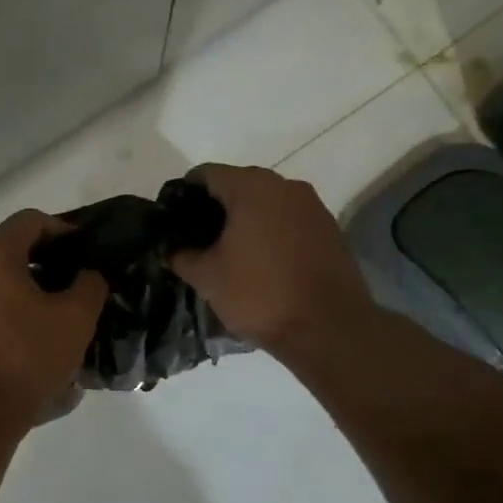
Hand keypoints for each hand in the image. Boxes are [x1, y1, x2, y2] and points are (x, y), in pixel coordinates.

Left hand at [0, 209, 107, 433]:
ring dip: (18, 296)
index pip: (31, 220)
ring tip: (46, 325)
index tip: (84, 253)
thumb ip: (90, 286)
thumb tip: (87, 275)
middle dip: (41, 266)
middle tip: (69, 291)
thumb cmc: (25, 359)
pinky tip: (17, 352)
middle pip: (7, 252)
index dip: (63, 230)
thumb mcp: (76, 320)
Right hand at [168, 164, 375, 353]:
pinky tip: (262, 262)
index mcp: (251, 187)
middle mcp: (285, 186)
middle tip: (198, 239)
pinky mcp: (330, 229)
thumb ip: (181, 256)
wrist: (329, 328)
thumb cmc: (260, 294)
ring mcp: (313, 206)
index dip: (184, 195)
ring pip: (267, 203)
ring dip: (246, 220)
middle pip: (239, 184)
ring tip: (230, 253)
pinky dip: (272, 233)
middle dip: (216, 208)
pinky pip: (290, 221)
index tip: (174, 221)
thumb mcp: (207, 278)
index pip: (206, 174)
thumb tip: (172, 249)